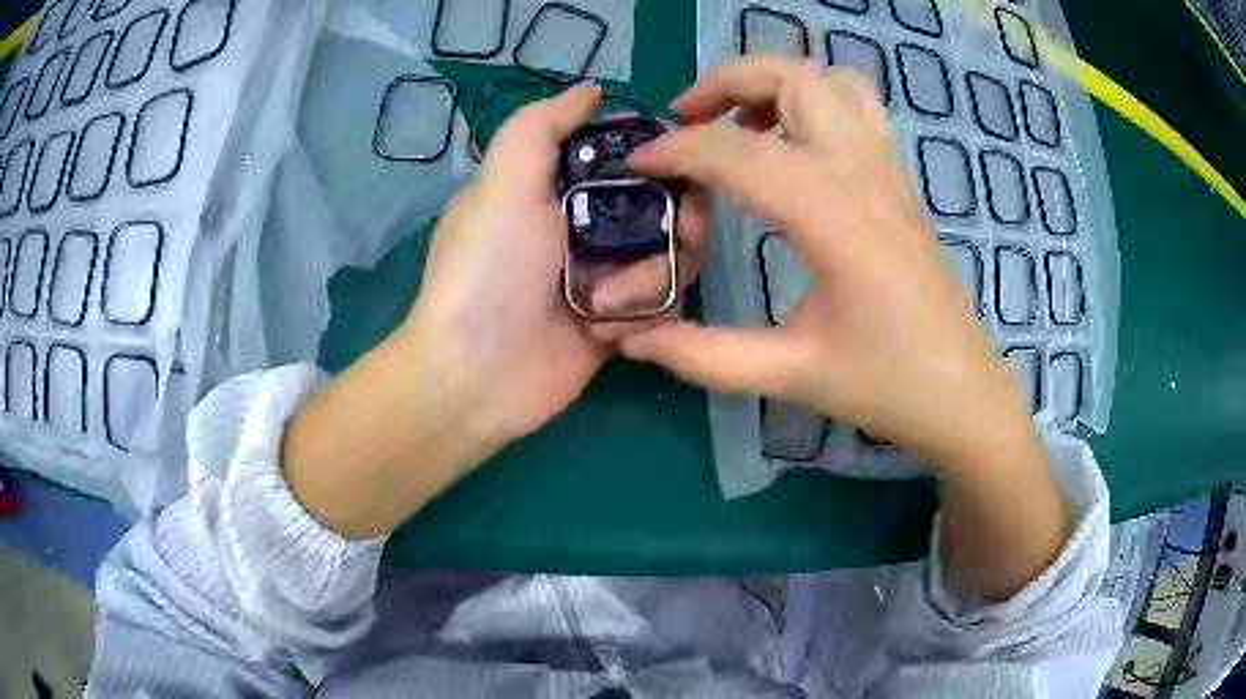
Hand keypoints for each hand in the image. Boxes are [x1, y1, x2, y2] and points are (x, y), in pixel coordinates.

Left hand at [283, 86, 707, 538]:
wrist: (475, 373)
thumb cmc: (488, 269)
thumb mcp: (503, 181)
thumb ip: (541, 125)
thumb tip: (591, 91)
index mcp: (559, 188)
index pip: (633, 157)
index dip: (665, 155)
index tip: (681, 163)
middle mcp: (586, 227)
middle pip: (666, 206)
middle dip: (679, 218)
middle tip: (679, 233)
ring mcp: (605, 278)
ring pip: (671, 256)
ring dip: (652, 276)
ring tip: (611, 301)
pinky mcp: (617, 325)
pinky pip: (662, 306)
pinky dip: (646, 314)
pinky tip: (610, 333)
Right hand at [621, 58, 1031, 471]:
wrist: (961, 394)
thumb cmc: (884, 384)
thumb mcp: (789, 372)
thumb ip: (704, 354)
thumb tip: (631, 338)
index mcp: (834, 217)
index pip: (738, 152)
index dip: (677, 149)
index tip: (639, 165)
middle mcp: (863, 174)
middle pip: (793, 78)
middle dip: (727, 82)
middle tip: (685, 119)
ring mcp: (888, 171)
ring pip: (832, 81)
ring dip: (776, 83)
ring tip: (740, 124)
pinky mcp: (899, 181)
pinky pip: (859, 108)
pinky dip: (815, 101)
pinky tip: (792, 145)